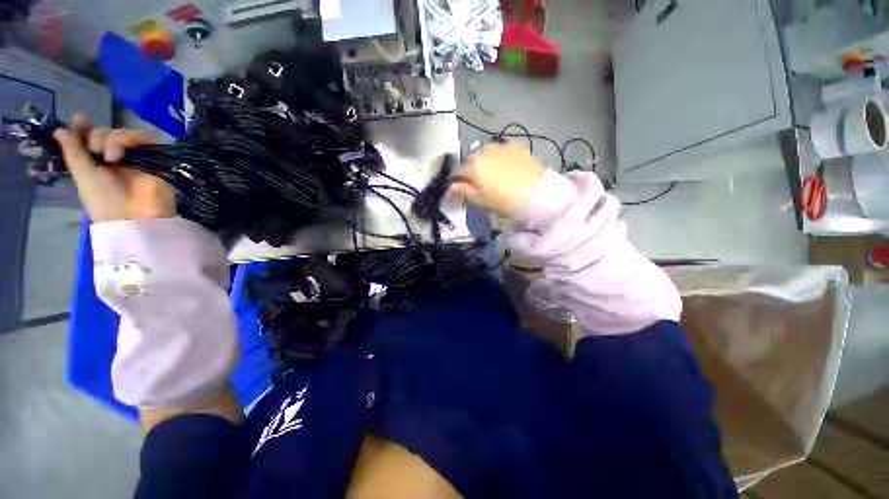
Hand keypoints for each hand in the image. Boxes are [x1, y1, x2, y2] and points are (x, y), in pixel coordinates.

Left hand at [53, 117, 175, 221]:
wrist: (137, 215)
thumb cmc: (104, 200)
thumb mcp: (83, 177)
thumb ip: (73, 153)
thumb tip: (59, 130)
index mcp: (96, 163)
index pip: (90, 139)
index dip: (84, 128)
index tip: (80, 120)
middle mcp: (116, 158)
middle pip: (107, 134)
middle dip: (98, 136)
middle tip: (96, 150)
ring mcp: (136, 158)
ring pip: (124, 134)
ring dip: (114, 139)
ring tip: (112, 156)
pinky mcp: (155, 158)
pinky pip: (146, 139)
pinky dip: (133, 138)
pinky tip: (124, 149)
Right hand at [449, 142, 544, 217]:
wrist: (536, 193)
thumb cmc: (504, 201)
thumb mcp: (481, 200)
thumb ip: (463, 191)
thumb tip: (449, 188)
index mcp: (474, 166)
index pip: (459, 172)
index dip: (460, 181)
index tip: (463, 188)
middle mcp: (485, 152)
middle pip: (473, 160)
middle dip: (475, 170)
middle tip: (484, 184)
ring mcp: (502, 147)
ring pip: (488, 153)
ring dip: (488, 161)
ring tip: (498, 174)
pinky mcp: (517, 146)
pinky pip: (504, 149)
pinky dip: (503, 156)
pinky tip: (510, 166)